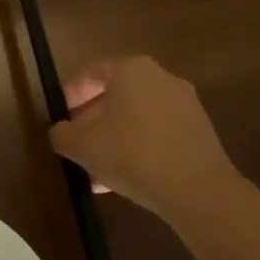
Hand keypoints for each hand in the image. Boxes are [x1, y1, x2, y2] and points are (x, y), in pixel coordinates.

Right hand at [49, 55, 242, 220]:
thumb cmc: (132, 154)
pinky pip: (158, 132)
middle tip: (76, 143)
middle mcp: (160, 78)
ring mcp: (184, 104)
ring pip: (137, 117)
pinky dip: (138, 147)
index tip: (60, 117)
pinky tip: (124, 177)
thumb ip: (62, 135)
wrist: (197, 189)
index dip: (71, 94)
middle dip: (93, 120)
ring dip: (114, 138)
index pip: (92, 73)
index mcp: (130, 70)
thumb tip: (59, 132)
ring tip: (96, 170)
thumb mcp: (83, 147)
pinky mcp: (199, 130)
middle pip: (116, 95)